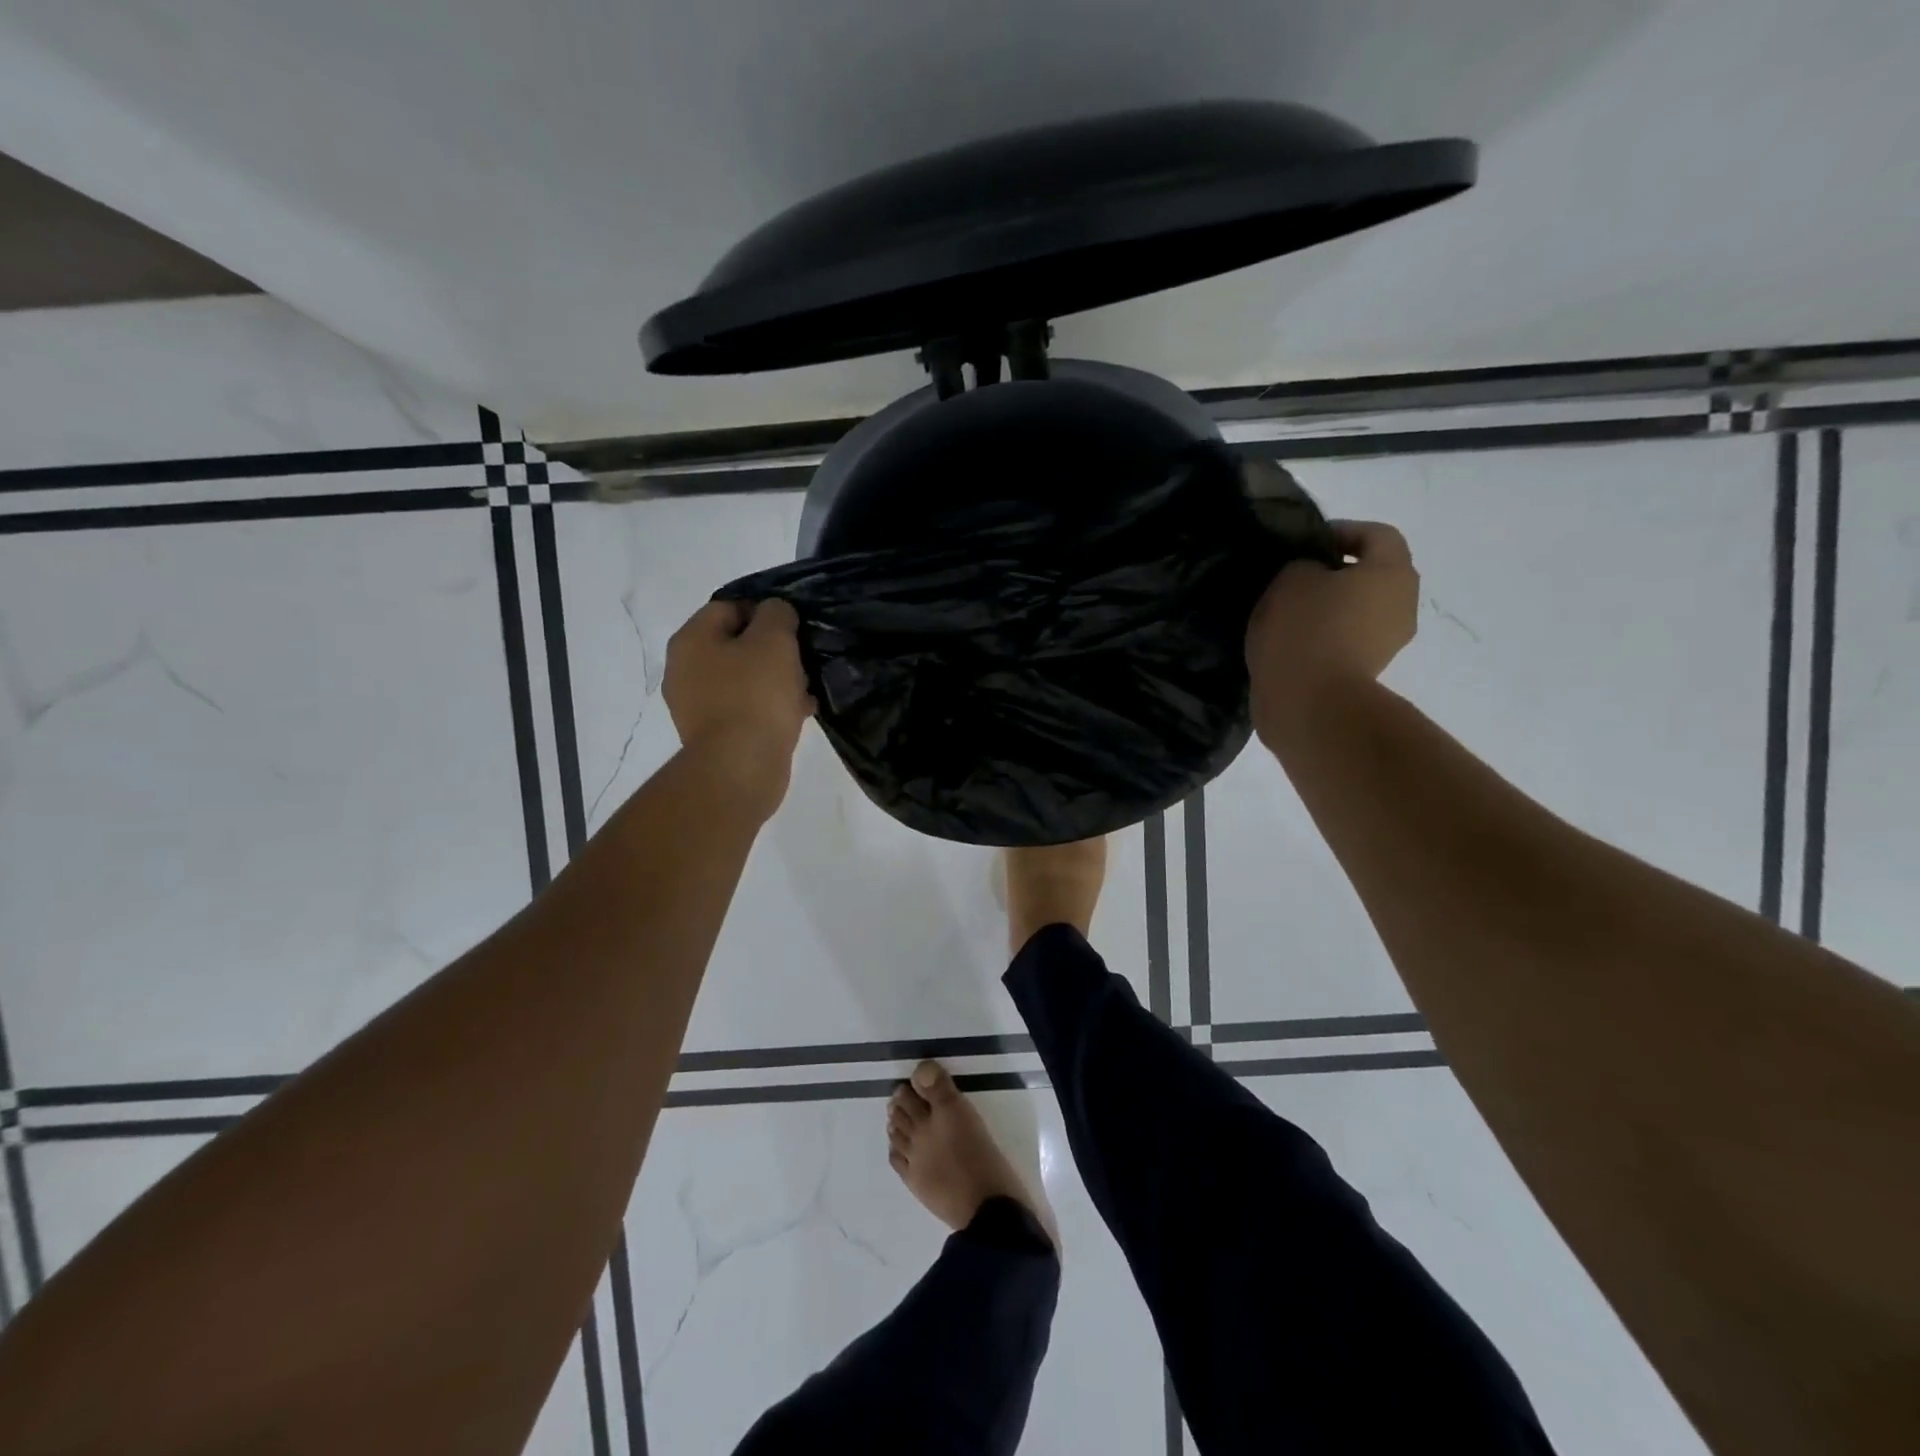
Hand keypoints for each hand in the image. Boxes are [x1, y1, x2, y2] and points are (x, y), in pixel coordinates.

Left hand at [664, 598, 814, 806]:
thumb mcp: (774, 640)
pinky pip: (746, 709)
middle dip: (772, 650)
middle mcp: (684, 669)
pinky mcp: (714, 735)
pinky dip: (769, 708)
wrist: (741, 767)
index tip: (794, 628)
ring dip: (775, 681)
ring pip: (744, 679)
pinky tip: (798, 714)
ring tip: (805, 690)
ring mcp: (696, 706)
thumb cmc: (756, 694)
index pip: (729, 607)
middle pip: (736, 645)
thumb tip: (775, 612)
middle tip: (802, 660)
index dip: (764, 611)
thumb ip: (777, 614)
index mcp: (691, 640)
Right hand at [1246, 521, 1417, 740]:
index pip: (1377, 535)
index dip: (1341, 531)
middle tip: (1294, 577)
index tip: (1304, 544)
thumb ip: (1304, 565)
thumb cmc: (1305, 629)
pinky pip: (1346, 640)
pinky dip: (1324, 637)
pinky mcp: (1366, 673)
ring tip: (1287, 614)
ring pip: (1359, 610)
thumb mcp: (1291, 578)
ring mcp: (1387, 643)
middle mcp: (1402, 605)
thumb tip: (1313, 576)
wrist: (1309, 704)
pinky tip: (1290, 643)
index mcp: (1392, 572)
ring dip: (1329, 608)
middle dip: (1336, 572)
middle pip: (1372, 575)